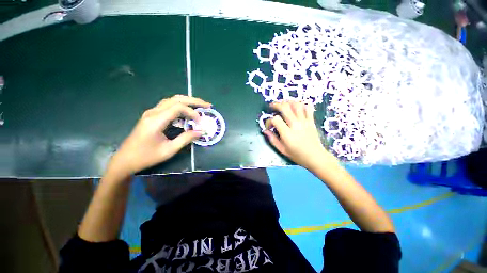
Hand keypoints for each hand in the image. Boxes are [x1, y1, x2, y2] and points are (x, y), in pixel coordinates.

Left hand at [106, 95, 210, 179]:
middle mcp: (153, 112)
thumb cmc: (146, 157)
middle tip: (207, 105)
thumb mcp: (169, 150)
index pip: (178, 108)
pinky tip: (187, 112)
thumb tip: (201, 131)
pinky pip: (168, 106)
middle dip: (193, 100)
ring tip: (200, 106)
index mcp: (156, 120)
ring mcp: (151, 112)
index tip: (200, 122)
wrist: (125, 160)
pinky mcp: (152, 116)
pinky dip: (180, 106)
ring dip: (187, 101)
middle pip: (176, 99)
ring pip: (172, 100)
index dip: (192, 113)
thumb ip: (186, 139)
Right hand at [263, 101, 331, 168]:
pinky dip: (302, 104)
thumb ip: (272, 139)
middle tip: (272, 106)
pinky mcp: (311, 121)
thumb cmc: (297, 155)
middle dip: (276, 104)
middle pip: (285, 107)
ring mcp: (304, 121)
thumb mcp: (282, 150)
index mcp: (287, 133)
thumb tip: (265, 131)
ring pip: (296, 105)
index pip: (275, 119)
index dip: (269, 121)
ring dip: (288, 102)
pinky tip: (297, 107)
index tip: (270, 126)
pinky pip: (308, 108)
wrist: (315, 157)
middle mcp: (295, 125)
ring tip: (283, 104)